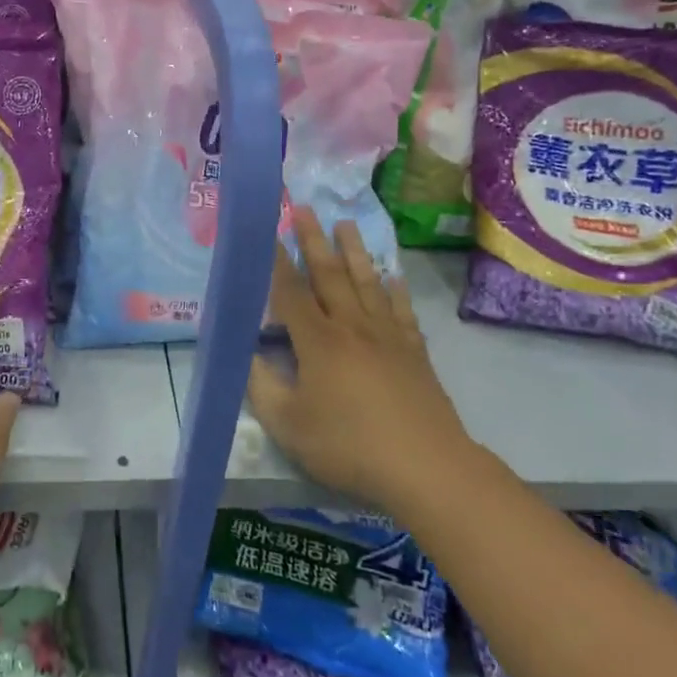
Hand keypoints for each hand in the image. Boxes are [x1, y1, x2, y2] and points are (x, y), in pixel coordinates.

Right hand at [247, 209, 470, 515]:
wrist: (426, 467)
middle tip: (305, 209)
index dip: (277, 263)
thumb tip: (250, 355)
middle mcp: (352, 327)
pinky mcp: (414, 352)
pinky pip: (402, 311)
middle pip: (330, 275)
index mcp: (318, 341)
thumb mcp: (288, 425)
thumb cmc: (349, 445)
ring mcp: (388, 337)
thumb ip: (262, 386)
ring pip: (367, 283)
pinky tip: (393, 276)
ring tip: (346, 225)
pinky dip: (396, 290)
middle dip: (314, 241)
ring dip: (354, 252)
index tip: (269, 234)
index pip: (291, 293)